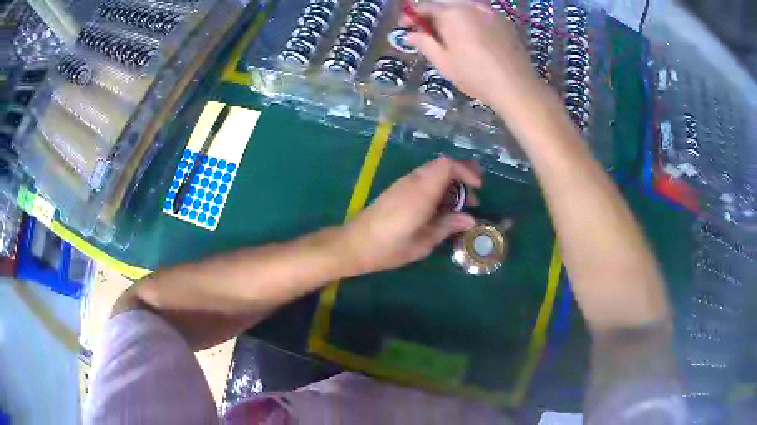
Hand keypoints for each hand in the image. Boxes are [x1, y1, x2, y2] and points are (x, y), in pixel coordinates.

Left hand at [342, 157, 481, 273]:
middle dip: (461, 174)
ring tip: (461, 204)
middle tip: (475, 193)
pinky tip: (441, 207)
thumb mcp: (423, 242)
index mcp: (421, 191)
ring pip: (432, 172)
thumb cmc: (389, 248)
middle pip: (441, 165)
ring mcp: (402, 184)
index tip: (478, 187)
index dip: (466, 171)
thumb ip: (447, 226)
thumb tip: (470, 219)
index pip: (447, 165)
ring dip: (450, 183)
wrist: (354, 245)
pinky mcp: (396, 190)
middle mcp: (412, 181)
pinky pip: (422, 180)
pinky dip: (437, 187)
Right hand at [406, 1, 539, 107]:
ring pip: (464, 4)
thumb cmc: (475, 75)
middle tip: (429, 29)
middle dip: (433, 13)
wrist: (516, 86)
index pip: (425, 6)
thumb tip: (409, 35)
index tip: (406, 26)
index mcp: (451, 14)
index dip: (412, 15)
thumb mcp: (444, 63)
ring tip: (451, 30)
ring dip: (452, 13)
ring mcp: (490, 11)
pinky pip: (481, 11)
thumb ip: (424, 44)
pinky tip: (473, 32)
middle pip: (445, 3)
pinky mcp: (504, 20)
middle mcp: (470, 6)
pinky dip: (471, 16)